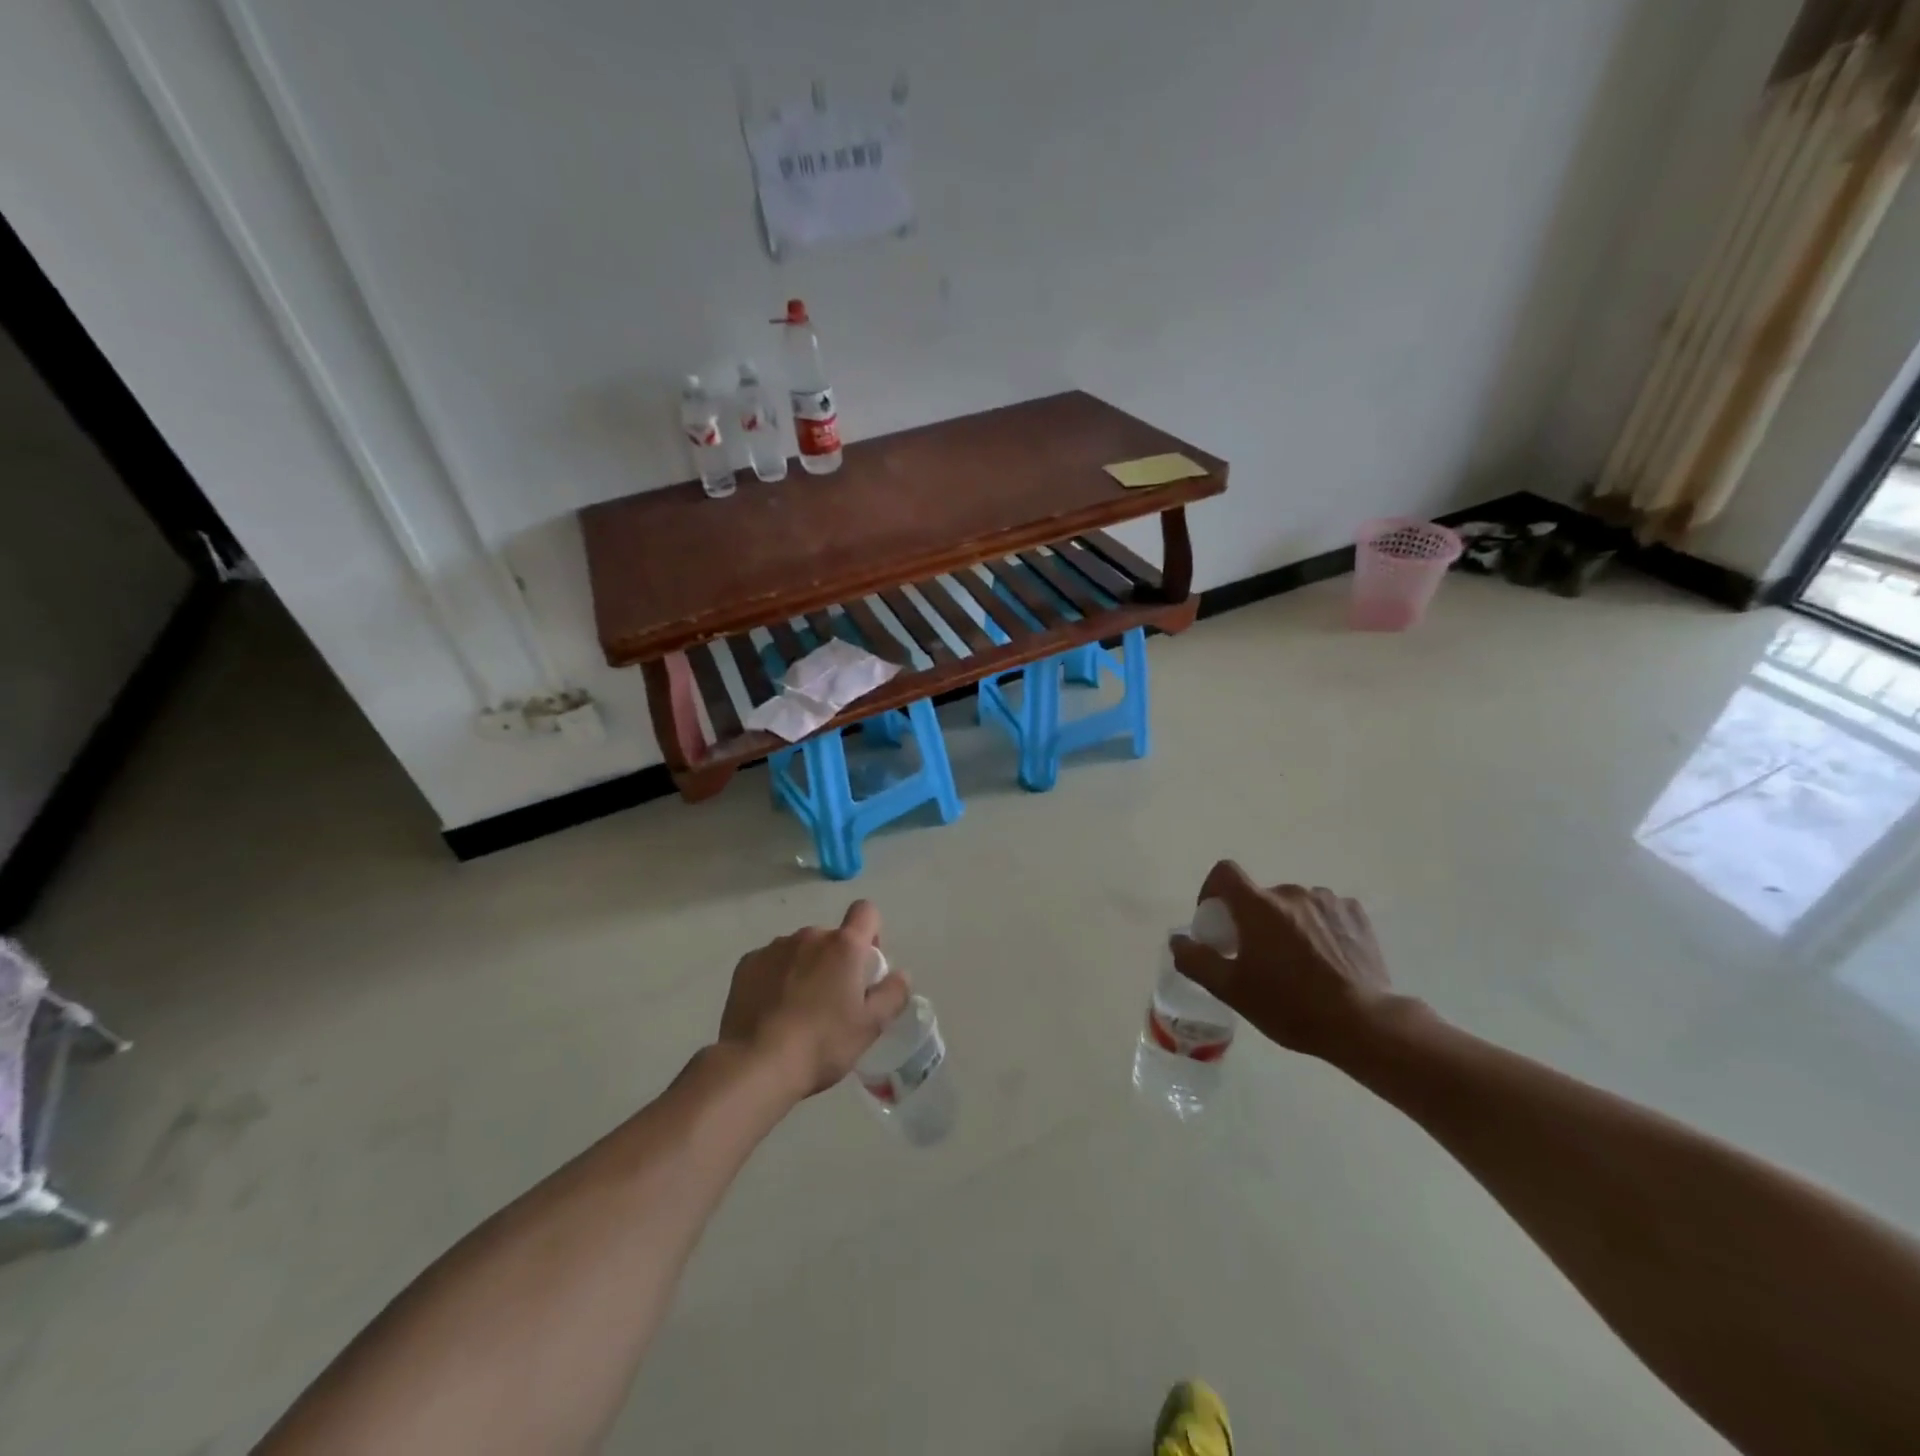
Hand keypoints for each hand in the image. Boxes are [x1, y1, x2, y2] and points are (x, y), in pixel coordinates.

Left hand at [717, 901, 910, 1097]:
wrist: (757, 1063)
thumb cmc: (823, 1043)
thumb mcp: (871, 1026)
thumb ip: (893, 994)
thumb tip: (901, 975)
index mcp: (844, 946)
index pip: (866, 911)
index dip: (871, 933)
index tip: (865, 966)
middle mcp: (810, 936)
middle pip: (831, 938)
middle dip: (835, 961)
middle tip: (833, 1002)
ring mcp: (775, 947)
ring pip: (800, 950)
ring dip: (805, 968)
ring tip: (798, 1010)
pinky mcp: (747, 963)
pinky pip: (771, 962)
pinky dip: (776, 978)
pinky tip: (772, 1010)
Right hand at [1170, 861, 1401, 1064]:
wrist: (1362, 1024)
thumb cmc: (1289, 1005)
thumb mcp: (1232, 990)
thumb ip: (1196, 960)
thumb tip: (1177, 940)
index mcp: (1258, 906)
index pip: (1224, 872)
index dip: (1213, 890)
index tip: (1216, 920)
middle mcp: (1291, 893)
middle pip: (1260, 897)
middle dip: (1254, 920)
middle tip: (1258, 957)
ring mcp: (1328, 901)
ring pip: (1294, 905)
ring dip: (1288, 924)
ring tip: (1298, 962)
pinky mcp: (1356, 916)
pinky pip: (1326, 912)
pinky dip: (1319, 927)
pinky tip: (1327, 959)